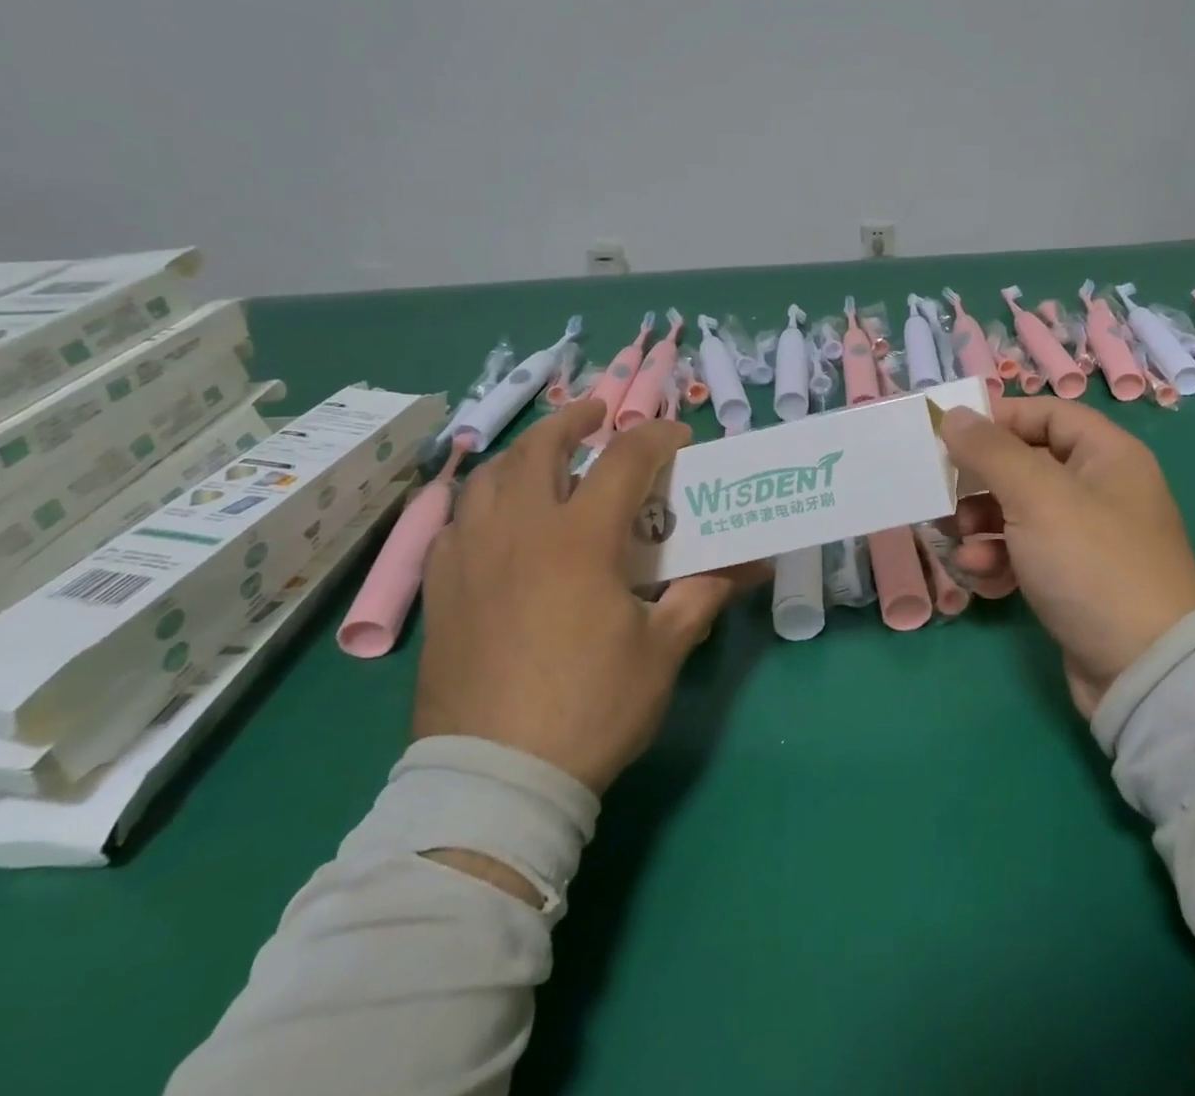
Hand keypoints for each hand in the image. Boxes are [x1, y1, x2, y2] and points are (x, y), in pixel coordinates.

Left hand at [413, 398, 759, 794]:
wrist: (496, 779)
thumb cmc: (591, 707)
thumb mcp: (663, 650)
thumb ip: (704, 595)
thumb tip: (753, 565)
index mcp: (579, 538)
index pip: (624, 460)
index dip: (656, 437)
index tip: (679, 437)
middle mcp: (519, 530)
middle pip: (540, 448)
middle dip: (573, 420)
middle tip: (598, 415)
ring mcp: (470, 557)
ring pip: (488, 477)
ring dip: (522, 454)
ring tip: (545, 457)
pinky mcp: (440, 590)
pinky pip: (455, 522)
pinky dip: (482, 502)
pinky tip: (496, 519)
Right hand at [942, 398, 1194, 717]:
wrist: (1144, 671)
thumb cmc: (1092, 563)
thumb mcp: (1036, 496)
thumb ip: (990, 451)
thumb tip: (954, 415)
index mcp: (1107, 455)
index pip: (1046, 414)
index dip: (999, 418)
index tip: (951, 433)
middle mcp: (1100, 488)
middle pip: (1026, 464)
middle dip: (982, 481)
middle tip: (946, 494)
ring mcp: (1087, 537)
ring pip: (1019, 511)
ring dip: (983, 523)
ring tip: (962, 541)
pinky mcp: (1073, 579)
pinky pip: (1025, 552)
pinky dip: (999, 558)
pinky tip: (981, 575)